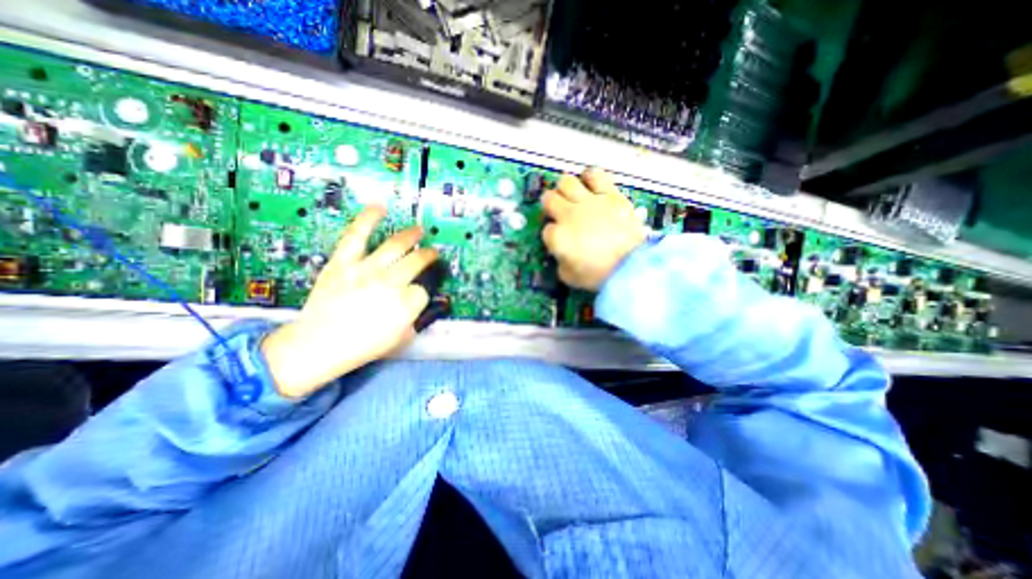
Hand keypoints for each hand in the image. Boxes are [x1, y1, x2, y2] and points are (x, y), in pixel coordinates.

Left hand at [261, 206, 435, 399]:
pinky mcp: (343, 262)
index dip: (421, 292)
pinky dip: (368, 219)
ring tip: (419, 230)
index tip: (415, 295)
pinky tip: (380, 208)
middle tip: (432, 253)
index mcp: (406, 304)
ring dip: (412, 235)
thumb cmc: (362, 347)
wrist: (317, 345)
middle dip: (428, 256)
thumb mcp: (401, 339)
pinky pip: (357, 235)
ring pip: (396, 245)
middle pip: (417, 261)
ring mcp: (366, 269)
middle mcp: (390, 283)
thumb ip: (417, 318)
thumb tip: (423, 301)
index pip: (423, 290)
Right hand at [541, 169, 641, 291]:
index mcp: (558, 236)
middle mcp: (569, 214)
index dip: (551, 235)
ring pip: (566, 182)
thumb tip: (561, 253)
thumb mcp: (569, 277)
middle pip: (549, 199)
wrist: (631, 266)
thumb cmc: (598, 275)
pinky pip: (595, 175)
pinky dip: (590, 177)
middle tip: (558, 213)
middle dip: (549, 207)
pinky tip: (590, 183)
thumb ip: (560, 262)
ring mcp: (589, 202)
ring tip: (572, 196)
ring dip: (565, 189)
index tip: (559, 241)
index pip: (546, 230)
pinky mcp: (609, 194)